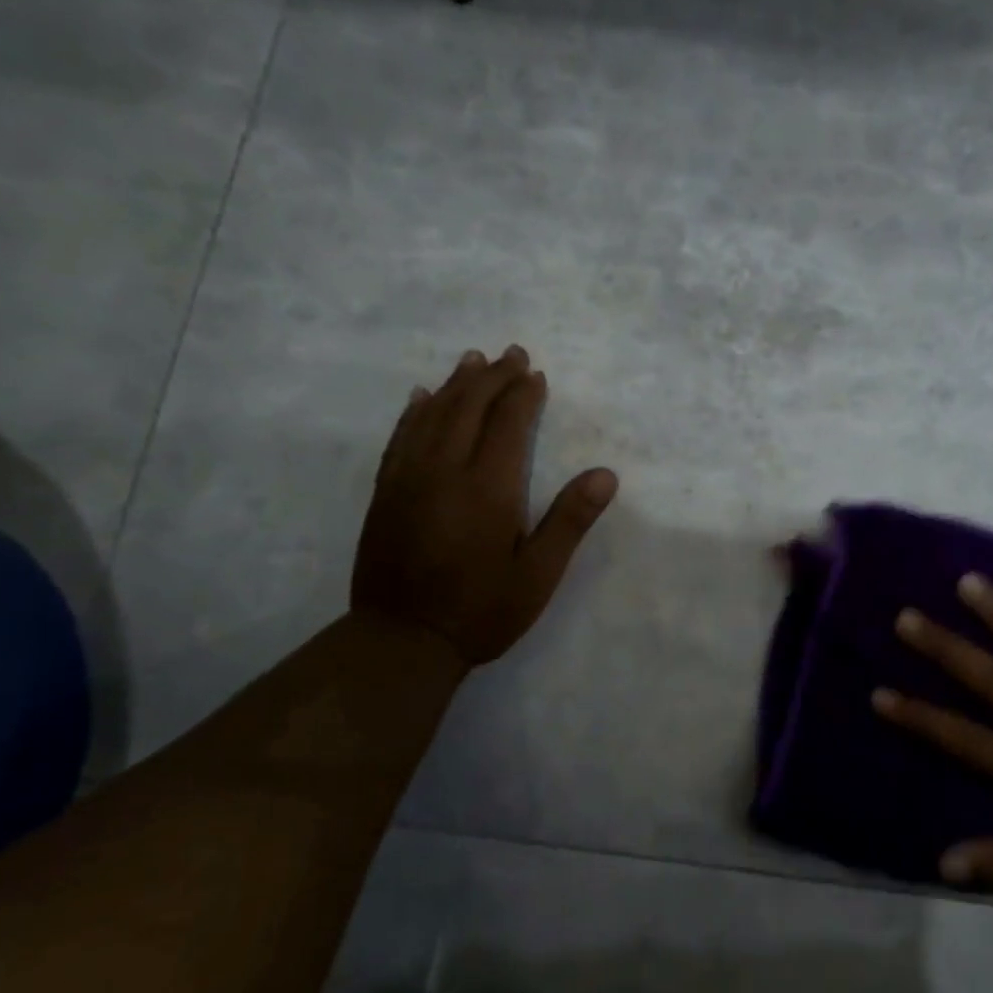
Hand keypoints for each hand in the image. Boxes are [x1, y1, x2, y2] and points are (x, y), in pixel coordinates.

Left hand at [351, 345, 616, 666]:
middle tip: (510, 354)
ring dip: (455, 384)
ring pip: (433, 415)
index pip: (508, 424)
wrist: (403, 639)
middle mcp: (445, 470)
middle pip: (469, 408)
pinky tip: (420, 397)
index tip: (535, 374)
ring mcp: (409, 478)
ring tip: (471, 360)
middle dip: (492, 377)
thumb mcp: (539, 574)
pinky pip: (401, 437)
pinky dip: (414, 412)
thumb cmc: (481, 611)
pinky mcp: (386, 492)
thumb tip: (606, 474)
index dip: (523, 395)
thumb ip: (569, 520)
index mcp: (488, 487)